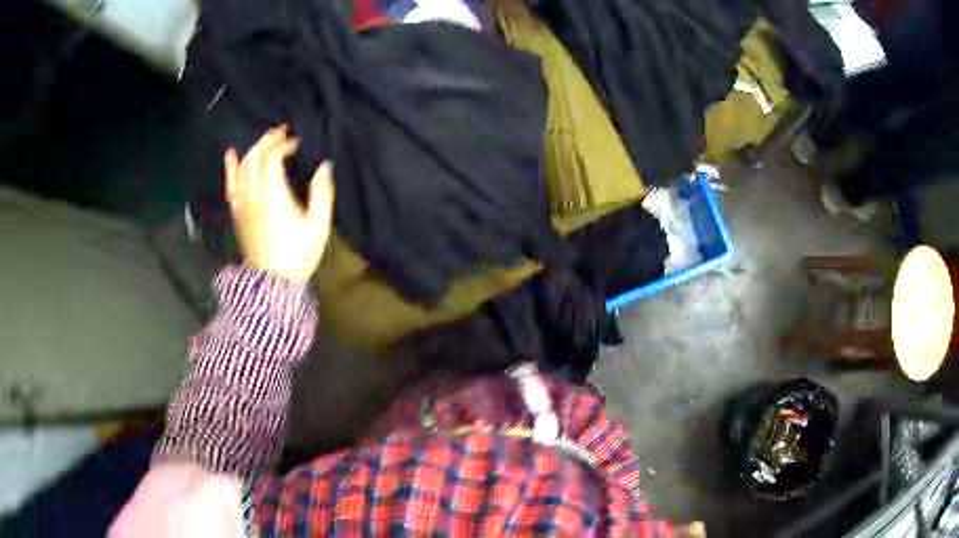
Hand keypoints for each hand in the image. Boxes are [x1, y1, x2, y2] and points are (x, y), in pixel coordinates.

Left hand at [225, 125, 333, 282]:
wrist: (272, 283)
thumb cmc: (297, 255)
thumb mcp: (318, 226)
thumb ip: (322, 193)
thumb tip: (324, 166)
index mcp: (273, 194)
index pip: (272, 157)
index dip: (284, 145)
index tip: (297, 143)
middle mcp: (253, 193)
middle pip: (254, 157)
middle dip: (267, 140)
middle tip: (282, 132)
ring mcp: (242, 202)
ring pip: (242, 166)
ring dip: (253, 149)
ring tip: (265, 140)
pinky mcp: (237, 211)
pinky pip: (230, 184)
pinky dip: (230, 167)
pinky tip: (231, 154)